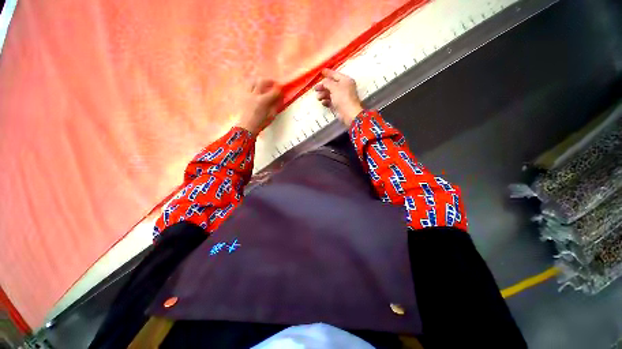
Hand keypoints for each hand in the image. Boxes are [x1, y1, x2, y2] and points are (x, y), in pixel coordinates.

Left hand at [237, 79, 282, 134]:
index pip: (273, 92)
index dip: (279, 89)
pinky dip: (252, 85)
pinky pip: (246, 86)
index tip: (282, 89)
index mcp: (262, 101)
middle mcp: (254, 95)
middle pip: (262, 82)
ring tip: (263, 84)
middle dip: (269, 81)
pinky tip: (255, 88)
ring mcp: (246, 94)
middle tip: (274, 83)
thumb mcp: (271, 116)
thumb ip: (275, 105)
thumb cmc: (260, 123)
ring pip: (252, 81)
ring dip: (259, 81)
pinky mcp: (241, 95)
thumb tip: (279, 98)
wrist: (246, 127)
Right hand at [314, 69, 362, 125]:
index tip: (321, 72)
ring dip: (323, 94)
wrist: (349, 113)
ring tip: (318, 98)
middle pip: (332, 85)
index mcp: (345, 80)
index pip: (335, 74)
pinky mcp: (339, 105)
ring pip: (330, 94)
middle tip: (315, 88)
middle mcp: (344, 88)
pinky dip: (327, 101)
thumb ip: (327, 83)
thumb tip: (324, 82)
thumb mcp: (334, 87)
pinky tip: (323, 103)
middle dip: (323, 86)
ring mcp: (342, 97)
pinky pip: (331, 102)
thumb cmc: (342, 97)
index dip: (328, 73)